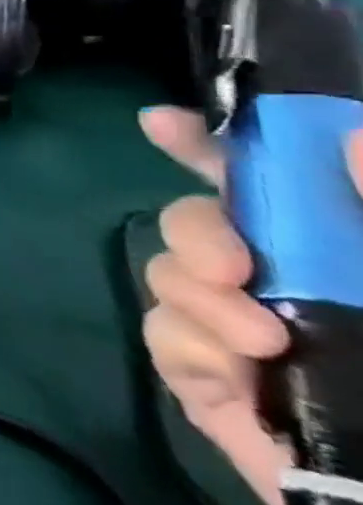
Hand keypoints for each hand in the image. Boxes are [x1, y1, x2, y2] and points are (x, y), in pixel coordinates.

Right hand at [139, 107, 321, 504]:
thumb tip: (350, 137)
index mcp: (339, 257)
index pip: (264, 185)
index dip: (206, 145)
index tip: (160, 122)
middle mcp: (284, 283)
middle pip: (194, 221)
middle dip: (196, 230)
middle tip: (233, 267)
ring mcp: (240, 332)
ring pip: (169, 275)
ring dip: (198, 294)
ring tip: (259, 341)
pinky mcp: (210, 382)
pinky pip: (164, 336)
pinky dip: (192, 344)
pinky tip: (237, 371)